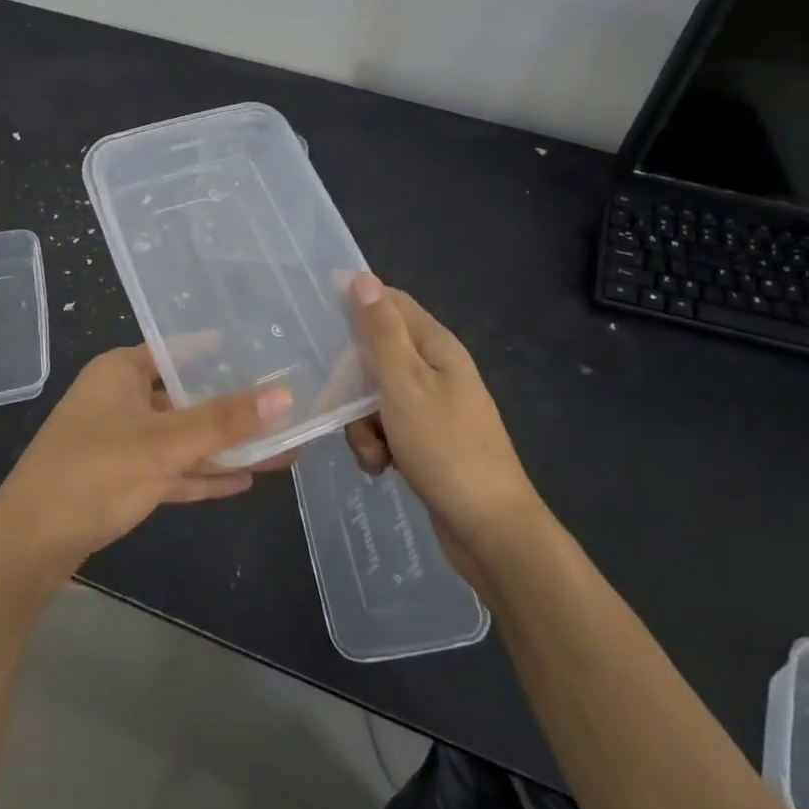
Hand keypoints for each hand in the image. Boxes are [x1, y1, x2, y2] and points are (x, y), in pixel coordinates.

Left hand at [0, 345, 291, 581]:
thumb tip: (284, 393)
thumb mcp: (163, 445)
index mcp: (120, 372)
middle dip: (233, 410)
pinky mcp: (120, 479)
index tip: (263, 351)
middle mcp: (120, 398)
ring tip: (279, 450)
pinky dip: (201, 474)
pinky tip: (242, 480)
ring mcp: (119, 441)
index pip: (178, 350)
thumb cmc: (93, 474)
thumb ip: (223, 420)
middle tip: (285, 410)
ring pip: (182, 438)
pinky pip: (171, 468)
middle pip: (186, 398)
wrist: (27, 546)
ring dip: (224, 448)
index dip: (218, 352)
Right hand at [343, 273, 540, 577]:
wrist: (489, 530)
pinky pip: (387, 428)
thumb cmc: (446, 448)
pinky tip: (382, 468)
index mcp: (436, 347)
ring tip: (373, 450)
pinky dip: (378, 445)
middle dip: (353, 381)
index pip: (391, 303)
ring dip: (362, 422)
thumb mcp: (405, 385)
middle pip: (377, 354)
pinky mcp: (426, 440)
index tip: (319, 317)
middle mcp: (436, 370)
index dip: (357, 303)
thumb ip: (381, 333)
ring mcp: (432, 407)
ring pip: (376, 396)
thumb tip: (363, 278)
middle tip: (341, 405)